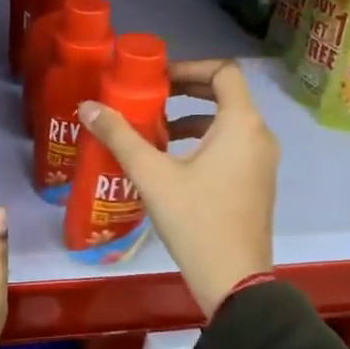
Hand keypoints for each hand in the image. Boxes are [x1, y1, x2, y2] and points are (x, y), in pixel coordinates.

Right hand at [78, 59, 276, 318]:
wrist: (234, 281)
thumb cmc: (196, 220)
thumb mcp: (152, 175)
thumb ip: (120, 136)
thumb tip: (87, 106)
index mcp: (242, 124)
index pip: (224, 72)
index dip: (190, 67)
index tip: (158, 78)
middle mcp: (260, 136)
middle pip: (227, 94)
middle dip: (188, 90)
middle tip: (152, 95)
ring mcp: (262, 162)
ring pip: (228, 122)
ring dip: (193, 117)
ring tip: (156, 128)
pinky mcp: (257, 183)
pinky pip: (233, 145)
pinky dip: (205, 140)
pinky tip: (172, 161)